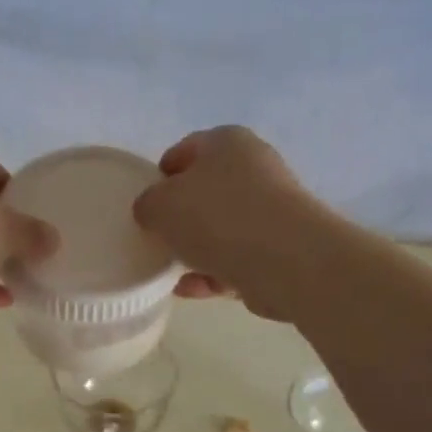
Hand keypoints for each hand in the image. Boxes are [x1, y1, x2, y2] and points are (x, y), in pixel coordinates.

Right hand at [132, 127, 314, 319]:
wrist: (284, 260)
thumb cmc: (216, 217)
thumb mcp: (160, 205)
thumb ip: (148, 204)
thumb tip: (152, 211)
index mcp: (227, 142)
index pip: (186, 150)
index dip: (162, 175)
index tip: (146, 203)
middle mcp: (254, 168)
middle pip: (206, 191)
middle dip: (181, 216)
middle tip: (157, 237)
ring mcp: (272, 210)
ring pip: (222, 228)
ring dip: (196, 249)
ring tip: (169, 270)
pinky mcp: (280, 248)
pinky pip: (237, 259)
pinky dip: (213, 273)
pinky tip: (190, 290)